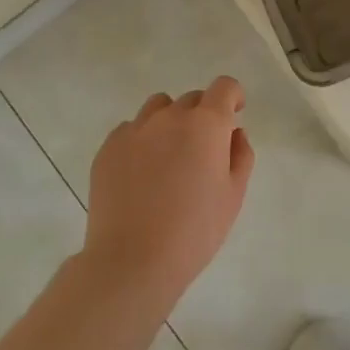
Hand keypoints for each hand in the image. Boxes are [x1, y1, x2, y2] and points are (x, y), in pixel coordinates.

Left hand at [83, 77, 253, 309]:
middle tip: (202, 150)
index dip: (233, 96)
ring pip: (159, 108)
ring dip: (170, 121)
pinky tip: (141, 173)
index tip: (234, 114)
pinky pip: (131, 129)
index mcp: (206, 124)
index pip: (224, 87)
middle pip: (192, 98)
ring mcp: (135, 130)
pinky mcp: (108, 148)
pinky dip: (141, 140)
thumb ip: (240, 155)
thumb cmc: (194, 231)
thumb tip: (233, 133)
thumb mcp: (233, 195)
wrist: (132, 262)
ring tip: (169, 156)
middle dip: (203, 115)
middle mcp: (170, 116)